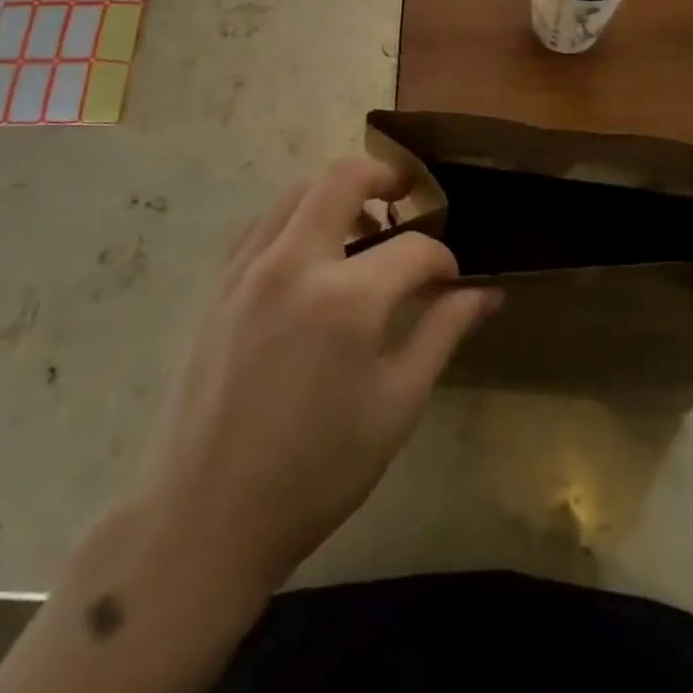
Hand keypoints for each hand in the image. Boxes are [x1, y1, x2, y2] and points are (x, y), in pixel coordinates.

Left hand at [133, 158, 498, 598]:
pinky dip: (297, 218)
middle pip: (344, 177)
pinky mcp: (220, 282)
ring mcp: (249, 267)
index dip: (443, 259)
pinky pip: (265, 223)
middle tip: (408, 197)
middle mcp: (294, 263)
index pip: (414, 249)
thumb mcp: (396, 406)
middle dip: (386, 177)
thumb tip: (486, 294)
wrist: (207, 516)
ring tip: (362, 231)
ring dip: (338, 196)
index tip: (451, 279)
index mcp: (346, 300)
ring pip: (299, 191)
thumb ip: (443, 333)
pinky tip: (312, 258)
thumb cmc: (317, 471)